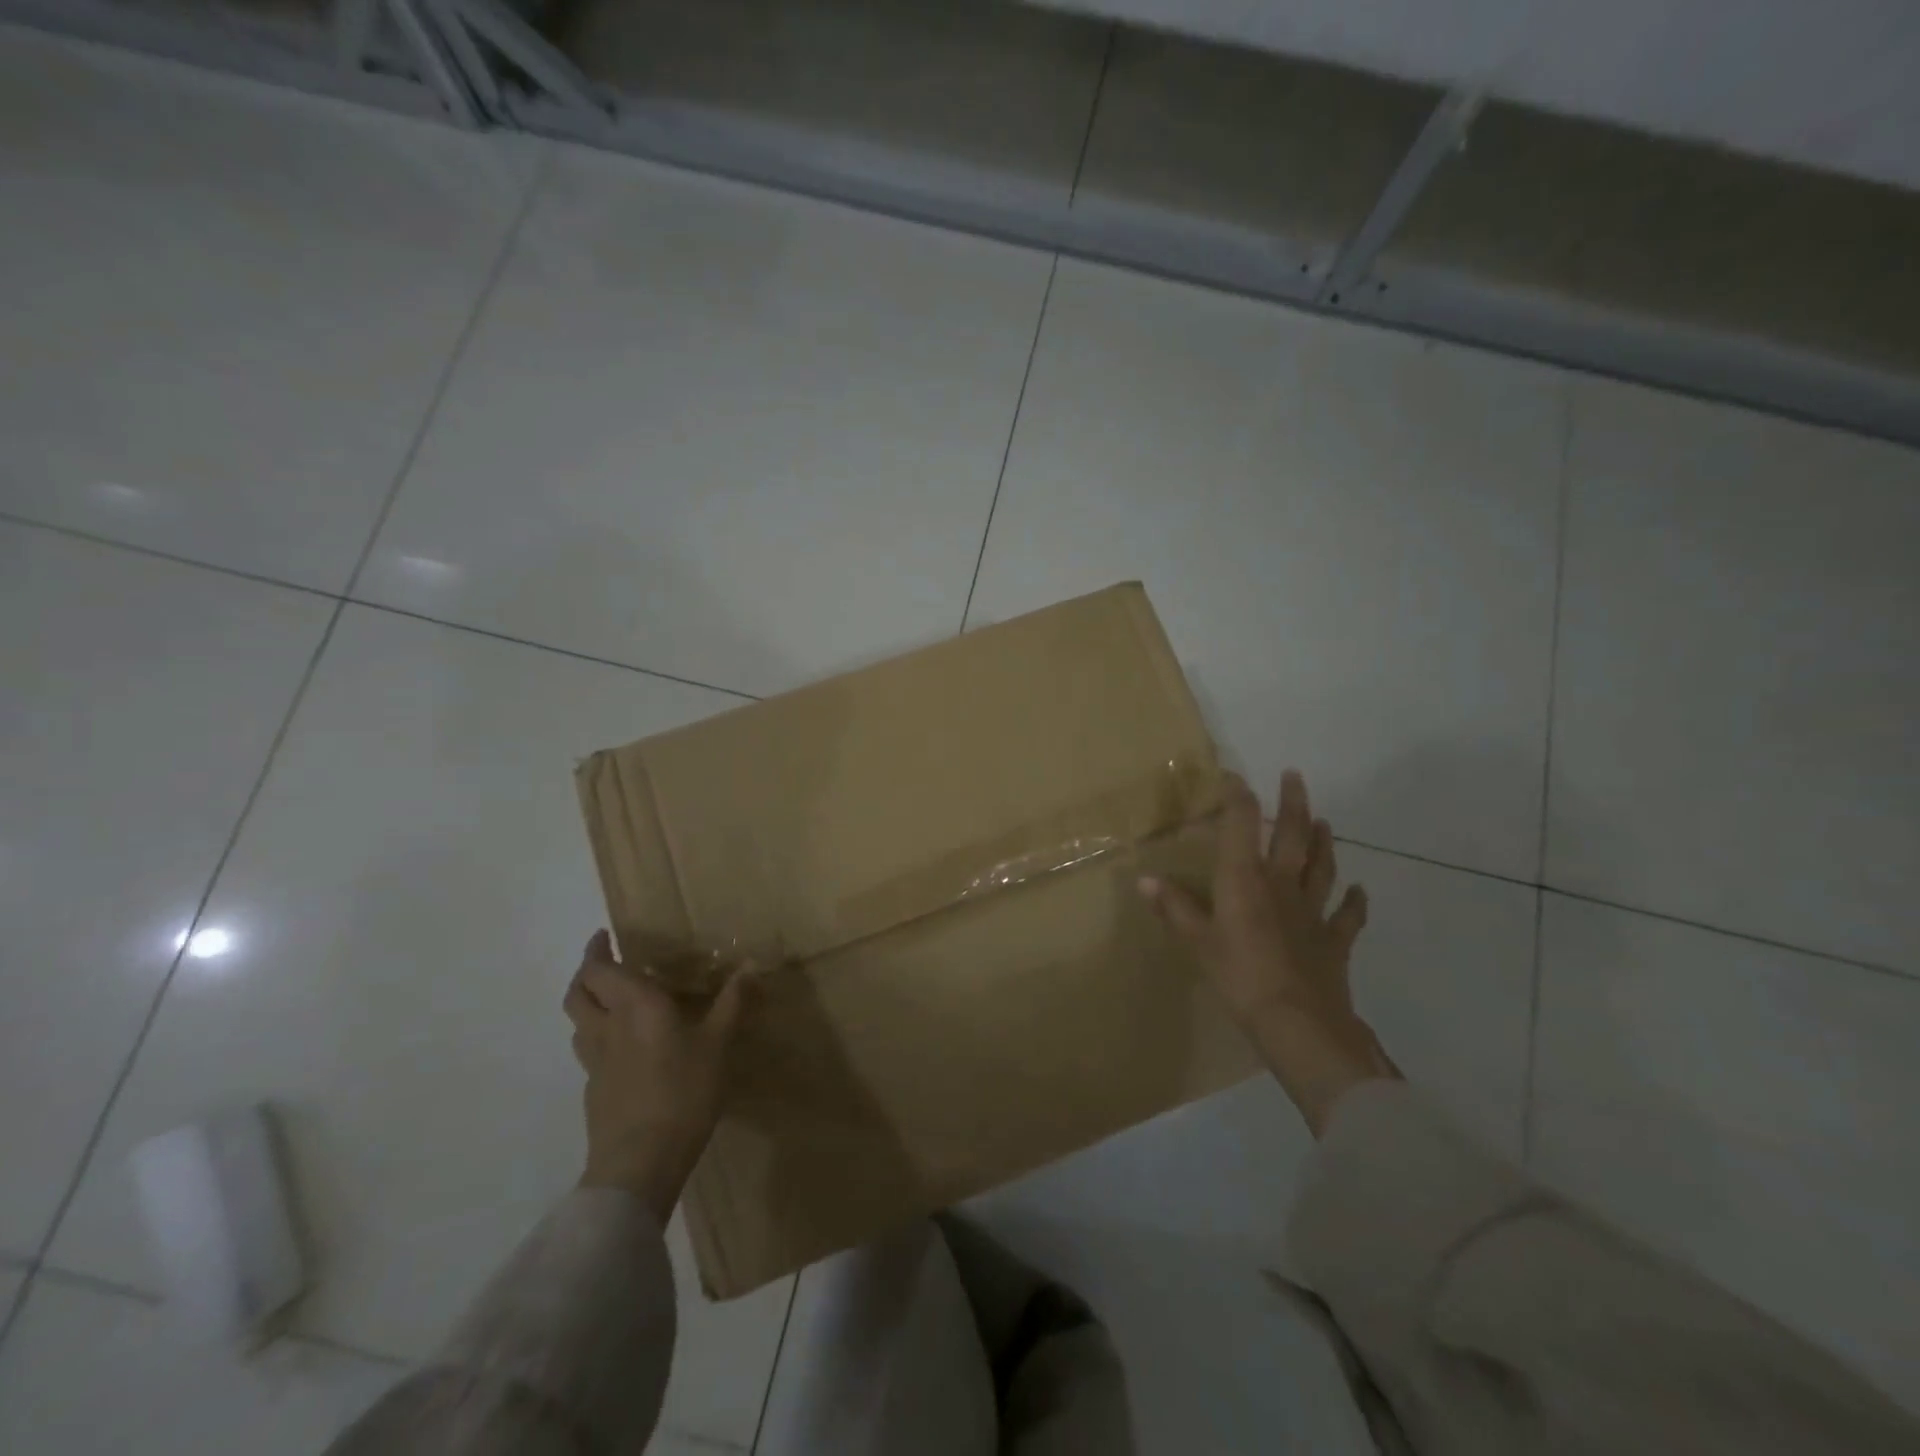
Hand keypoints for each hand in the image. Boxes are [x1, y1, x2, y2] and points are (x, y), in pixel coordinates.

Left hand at [563, 930, 749, 1222]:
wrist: (640, 1163)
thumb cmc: (683, 1091)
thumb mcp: (719, 1043)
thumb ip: (732, 1002)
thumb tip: (751, 964)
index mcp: (635, 1005)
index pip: (599, 969)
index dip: (596, 950)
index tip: (604, 935)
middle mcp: (607, 1027)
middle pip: (578, 993)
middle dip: (586, 973)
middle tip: (606, 963)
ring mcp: (595, 1062)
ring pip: (578, 1022)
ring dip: (588, 1004)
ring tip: (611, 1001)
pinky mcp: (594, 1091)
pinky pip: (589, 1051)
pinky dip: (598, 1036)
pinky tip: (622, 1049)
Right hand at [1139, 770, 1397, 1135]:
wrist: (1298, 1024)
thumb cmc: (1239, 976)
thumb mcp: (1197, 942)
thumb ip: (1174, 908)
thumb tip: (1144, 879)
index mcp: (1245, 880)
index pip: (1243, 825)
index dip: (1239, 797)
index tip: (1234, 776)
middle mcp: (1282, 885)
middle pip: (1292, 835)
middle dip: (1293, 803)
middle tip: (1294, 776)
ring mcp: (1313, 912)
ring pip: (1322, 867)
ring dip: (1323, 842)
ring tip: (1324, 822)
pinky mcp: (1334, 941)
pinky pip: (1348, 916)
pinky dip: (1355, 902)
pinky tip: (1360, 891)